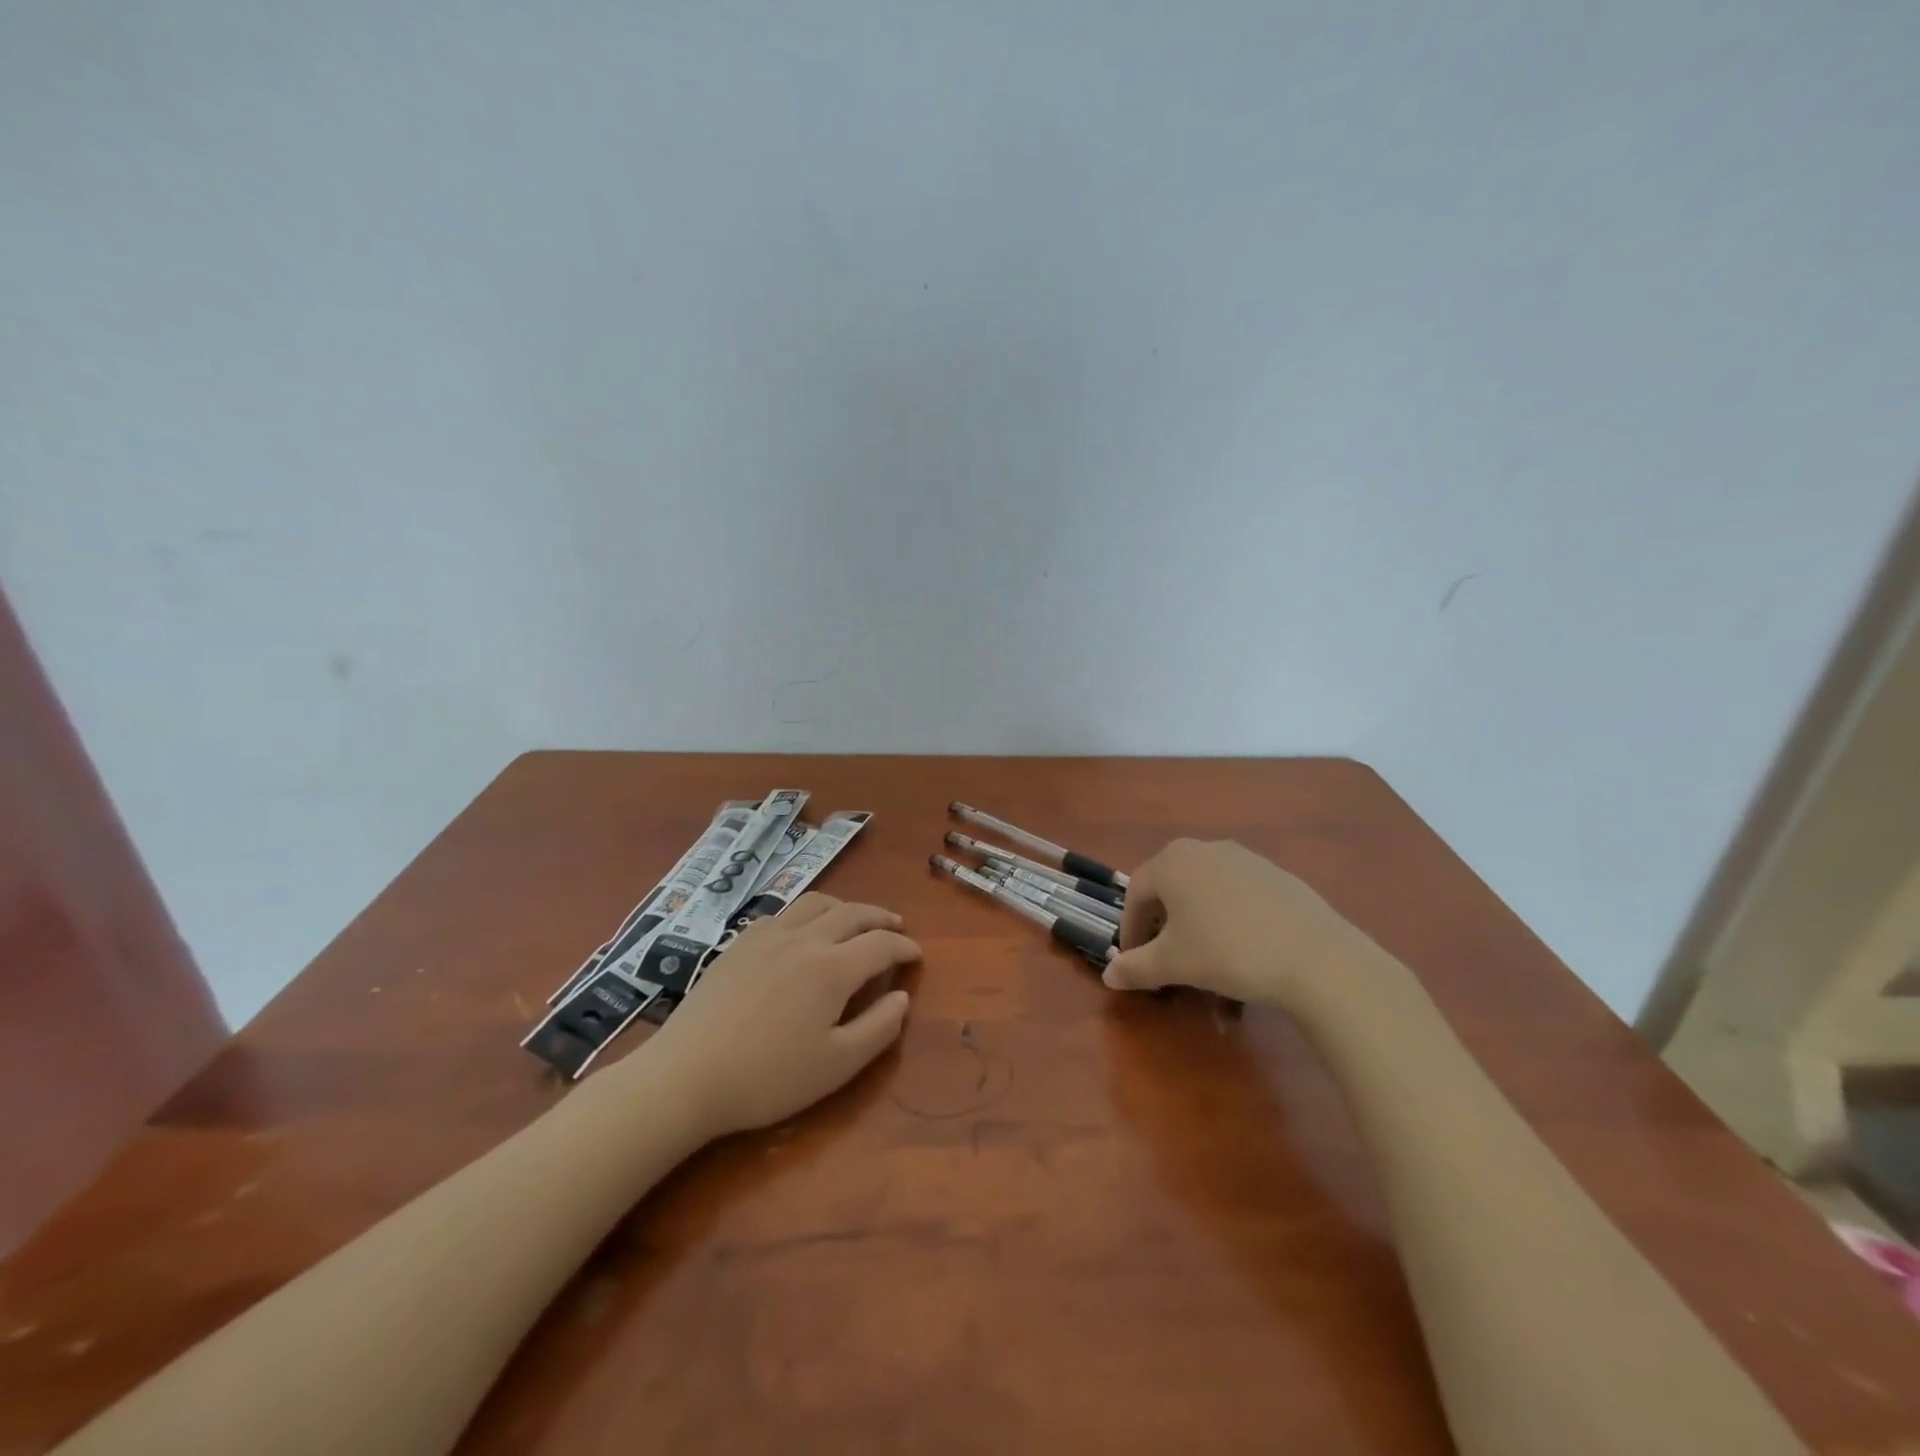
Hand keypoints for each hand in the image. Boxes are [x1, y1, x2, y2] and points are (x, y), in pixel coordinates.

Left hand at [637, 893, 919, 1136]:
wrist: (686, 1076)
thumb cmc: (768, 1078)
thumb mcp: (836, 1066)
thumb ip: (878, 1028)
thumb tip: (902, 997)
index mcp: (833, 968)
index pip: (881, 945)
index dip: (904, 948)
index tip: (917, 956)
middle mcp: (804, 939)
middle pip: (852, 913)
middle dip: (880, 917)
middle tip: (896, 927)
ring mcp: (768, 936)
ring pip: (816, 903)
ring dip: (845, 907)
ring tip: (855, 921)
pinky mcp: (739, 943)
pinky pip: (783, 913)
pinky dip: (807, 914)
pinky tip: (802, 933)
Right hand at [1103, 839, 1389, 1019]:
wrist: (1316, 958)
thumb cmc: (1227, 953)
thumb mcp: (1173, 964)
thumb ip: (1135, 967)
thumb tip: (1109, 976)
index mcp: (1172, 862)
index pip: (1135, 894)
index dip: (1130, 931)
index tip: (1134, 963)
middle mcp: (1205, 849)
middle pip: (1171, 891)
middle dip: (1164, 929)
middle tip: (1167, 963)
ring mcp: (1246, 860)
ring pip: (1207, 897)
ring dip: (1198, 930)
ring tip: (1208, 969)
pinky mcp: (1278, 877)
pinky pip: (1239, 900)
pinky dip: (1231, 926)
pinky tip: (1245, 959)